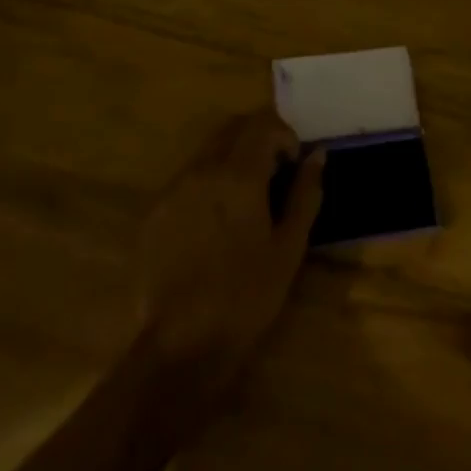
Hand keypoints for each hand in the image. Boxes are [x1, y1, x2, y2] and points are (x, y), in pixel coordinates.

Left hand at [136, 110, 323, 393]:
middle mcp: (201, 169)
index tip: (293, 164)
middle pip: (232, 128)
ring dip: (231, 160)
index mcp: (238, 174)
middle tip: (274, 173)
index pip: (263, 124)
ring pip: (207, 152)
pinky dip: (206, 184)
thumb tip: (317, 154)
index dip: (284, 136)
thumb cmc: (246, 296)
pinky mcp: (153, 213)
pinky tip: (213, 224)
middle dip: (257, 139)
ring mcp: (173, 189)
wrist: (181, 345)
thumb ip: (305, 193)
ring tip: (244, 201)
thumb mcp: (288, 247)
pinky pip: (186, 180)